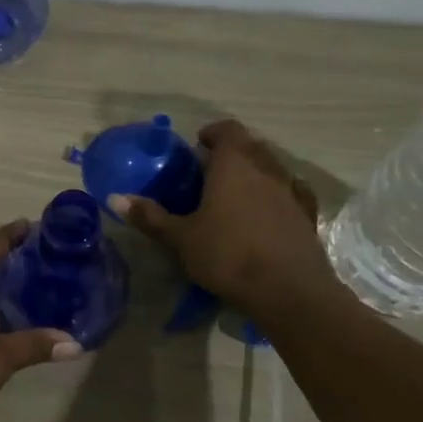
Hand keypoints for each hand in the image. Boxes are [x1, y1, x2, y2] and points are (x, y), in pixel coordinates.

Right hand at [110, 119, 345, 315]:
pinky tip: (269, 211)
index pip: (227, 130)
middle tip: (210, 171)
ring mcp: (292, 192)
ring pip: (273, 167)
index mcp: (233, 165)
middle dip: (232, 151)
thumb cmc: (228, 256)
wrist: (289, 291)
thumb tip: (114, 198)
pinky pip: (293, 192)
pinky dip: (278, 193)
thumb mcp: (181, 239)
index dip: (212, 133)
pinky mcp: (308, 216)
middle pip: (251, 145)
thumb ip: (150, 216)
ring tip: (237, 192)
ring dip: (256, 171)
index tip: (198, 146)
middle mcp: (266, 169)